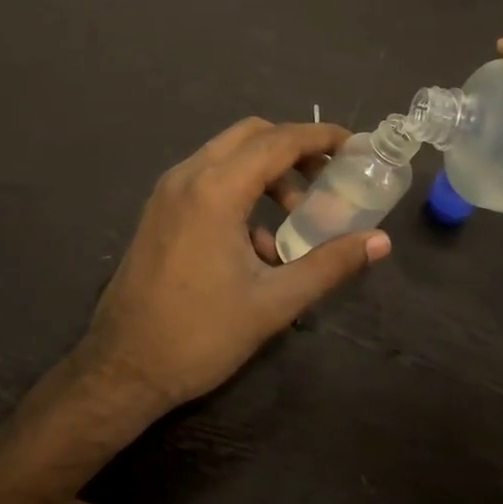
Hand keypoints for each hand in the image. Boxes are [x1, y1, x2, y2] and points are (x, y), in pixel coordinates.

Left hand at [76, 117, 392, 414]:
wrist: (122, 368)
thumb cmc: (200, 335)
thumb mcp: (274, 302)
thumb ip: (329, 265)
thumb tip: (380, 242)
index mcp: (214, 190)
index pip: (277, 141)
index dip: (320, 137)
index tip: (353, 146)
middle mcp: (187, 176)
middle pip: (250, 135)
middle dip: (294, 148)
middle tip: (327, 177)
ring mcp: (167, 191)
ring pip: (226, 155)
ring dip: (266, 171)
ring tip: (296, 214)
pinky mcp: (159, 209)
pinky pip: (207, 178)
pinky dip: (240, 188)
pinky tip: (256, 241)